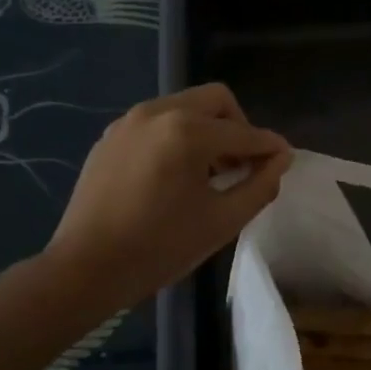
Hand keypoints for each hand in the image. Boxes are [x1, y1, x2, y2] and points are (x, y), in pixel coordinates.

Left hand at [44, 84, 291, 309]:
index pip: (244, 132)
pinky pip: (157, 122)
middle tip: (243, 163)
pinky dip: (177, 136)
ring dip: (207, 129)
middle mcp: (157, 112)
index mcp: (187, 131)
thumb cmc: (160, 248)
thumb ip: (260, 185)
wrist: (86, 269)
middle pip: (215, 100)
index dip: (270, 147)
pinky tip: (175, 174)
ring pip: (184, 107)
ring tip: (210, 171)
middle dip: (238, 127)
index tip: (285, 160)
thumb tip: (281, 159)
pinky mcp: (111, 136)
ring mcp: (129, 121)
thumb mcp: (222, 221)